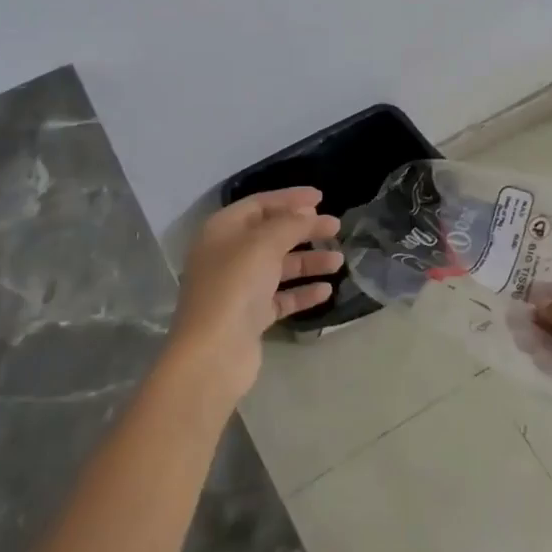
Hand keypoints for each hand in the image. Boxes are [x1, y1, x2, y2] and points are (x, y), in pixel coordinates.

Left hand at [168, 188, 342, 400]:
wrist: (213, 353)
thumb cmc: (234, 287)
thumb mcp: (263, 244)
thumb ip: (289, 224)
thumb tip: (307, 214)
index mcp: (222, 231)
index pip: (259, 204)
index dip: (289, 199)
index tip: (321, 198)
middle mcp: (228, 255)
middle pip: (271, 235)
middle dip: (304, 230)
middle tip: (336, 227)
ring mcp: (238, 288)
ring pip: (279, 267)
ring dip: (308, 261)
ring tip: (339, 260)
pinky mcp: (251, 317)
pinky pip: (281, 297)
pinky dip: (302, 292)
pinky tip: (326, 290)